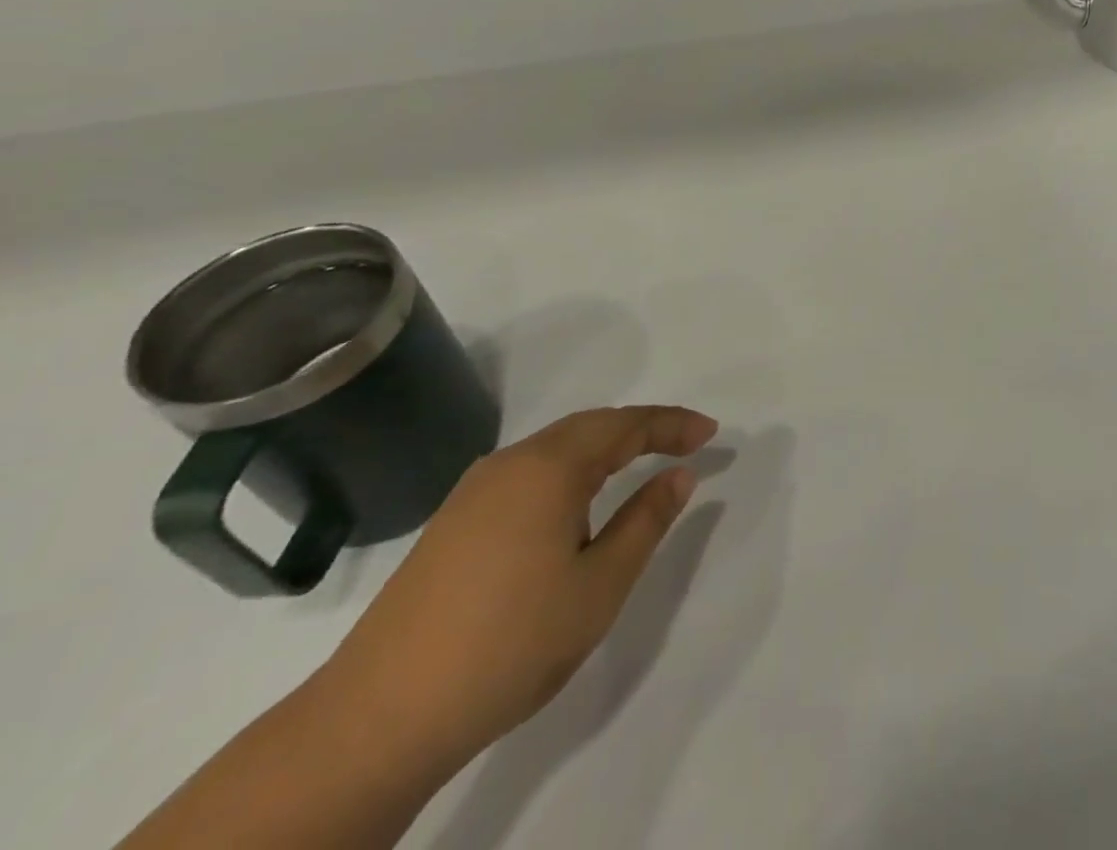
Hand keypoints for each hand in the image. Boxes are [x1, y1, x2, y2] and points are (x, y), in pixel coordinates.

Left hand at [318, 405, 718, 772]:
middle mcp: (510, 463)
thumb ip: (646, 520)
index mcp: (549, 467)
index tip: (712, 433)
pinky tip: (577, 504)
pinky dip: (570, 471)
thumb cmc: (510, 642)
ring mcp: (474, 492)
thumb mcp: (600, 584)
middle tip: (684, 442)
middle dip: (642, 428)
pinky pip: (529, 473)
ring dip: (605, 448)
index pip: (626, 425)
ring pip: (556, 449)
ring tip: (640, 465)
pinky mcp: (453, 523)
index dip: (673, 425)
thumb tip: (679, 474)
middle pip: (590, 427)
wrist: (378, 719)